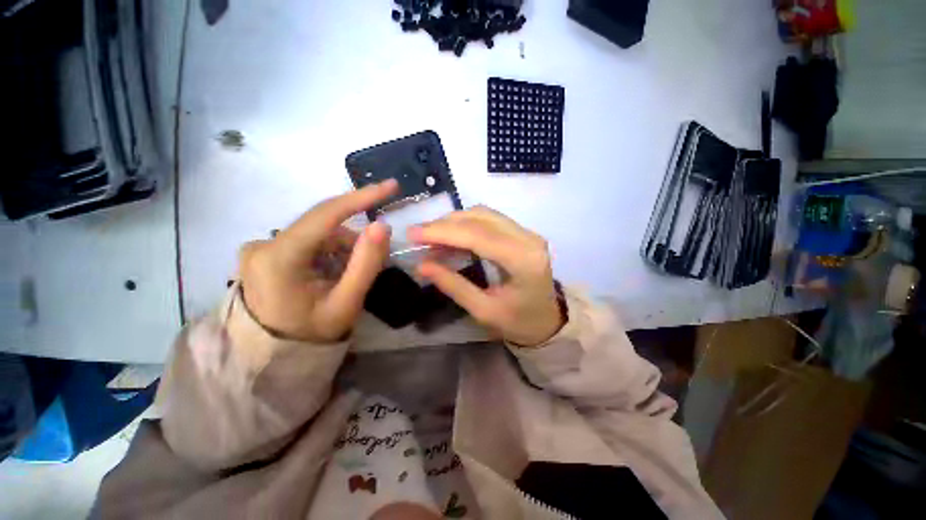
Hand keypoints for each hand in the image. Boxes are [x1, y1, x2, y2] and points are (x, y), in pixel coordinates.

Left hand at [238, 180, 398, 341]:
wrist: (273, 357)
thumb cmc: (311, 335)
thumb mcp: (346, 303)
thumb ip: (366, 264)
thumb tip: (382, 225)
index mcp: (279, 259)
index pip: (325, 215)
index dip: (361, 197)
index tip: (390, 186)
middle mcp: (263, 245)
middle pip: (324, 227)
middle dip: (354, 240)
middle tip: (375, 260)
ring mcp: (259, 248)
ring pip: (318, 234)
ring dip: (342, 248)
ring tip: (350, 275)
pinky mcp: (264, 253)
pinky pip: (308, 242)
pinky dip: (328, 252)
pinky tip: (333, 272)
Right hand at [409, 206, 563, 346]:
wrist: (548, 320)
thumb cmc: (519, 322)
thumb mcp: (483, 311)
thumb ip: (453, 285)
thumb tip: (421, 265)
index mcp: (524, 261)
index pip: (478, 236)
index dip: (443, 232)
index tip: (413, 233)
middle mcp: (528, 238)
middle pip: (480, 218)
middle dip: (444, 224)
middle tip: (418, 235)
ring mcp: (527, 232)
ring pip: (483, 214)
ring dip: (454, 222)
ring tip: (431, 237)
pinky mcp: (522, 232)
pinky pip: (489, 219)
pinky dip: (466, 224)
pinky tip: (450, 236)